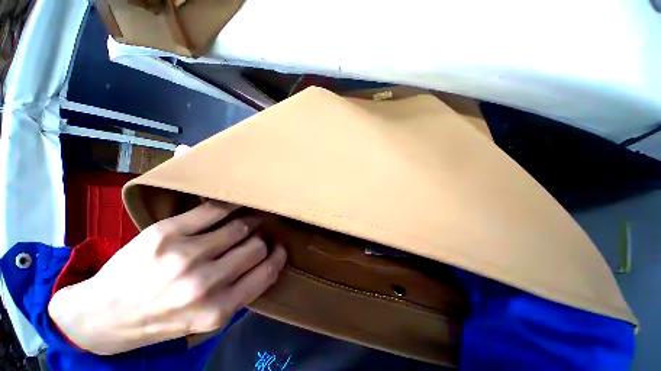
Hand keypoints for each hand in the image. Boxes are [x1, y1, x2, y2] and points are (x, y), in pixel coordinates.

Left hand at [48, 201, 286, 354]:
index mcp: (217, 310)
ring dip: (250, 222)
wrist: (102, 315)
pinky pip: (215, 210)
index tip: (280, 247)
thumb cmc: (160, 320)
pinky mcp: (166, 233)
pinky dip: (232, 205)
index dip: (278, 256)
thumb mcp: (205, 321)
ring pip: (240, 227)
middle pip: (255, 247)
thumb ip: (239, 293)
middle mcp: (204, 284)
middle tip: (259, 235)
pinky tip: (237, 204)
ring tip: (250, 220)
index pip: (266, 273)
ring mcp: (184, 255)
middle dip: (261, 240)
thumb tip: (266, 260)